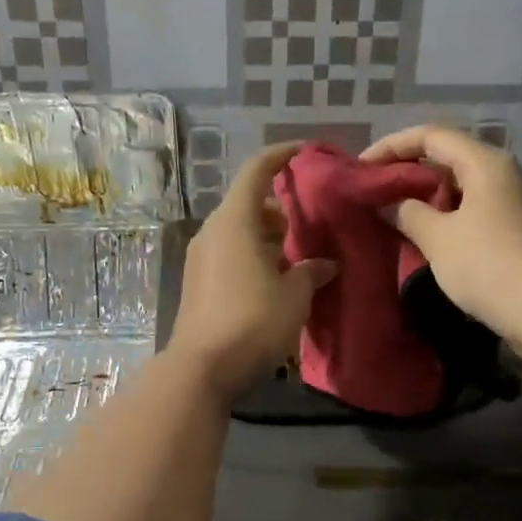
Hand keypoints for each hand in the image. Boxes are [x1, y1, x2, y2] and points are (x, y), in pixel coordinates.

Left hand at [168, 142, 336, 401]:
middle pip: (248, 204)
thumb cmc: (253, 322)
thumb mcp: (294, 296)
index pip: (256, 171)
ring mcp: (200, 257)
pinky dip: (252, 254)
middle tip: (309, 223)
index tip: (303, 152)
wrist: (201, 368)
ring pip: (238, 231)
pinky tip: (275, 280)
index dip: (280, 156)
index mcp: (235, 221)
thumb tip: (325, 262)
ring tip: (296, 256)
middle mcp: (213, 231)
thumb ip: (311, 271)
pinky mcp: (197, 282)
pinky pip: (229, 253)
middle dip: (279, 209)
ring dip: (266, 236)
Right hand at [362, 124, 521, 352]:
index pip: (431, 136)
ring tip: (390, 217)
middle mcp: (501, 174)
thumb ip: (407, 213)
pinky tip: (421, 239)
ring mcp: (510, 203)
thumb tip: (388, 203)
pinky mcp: (513, 231)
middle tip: (372, 193)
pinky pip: (469, 212)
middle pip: (446, 158)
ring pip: (457, 188)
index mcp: (484, 163)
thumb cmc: (490, 266)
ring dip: (423, 199)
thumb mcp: (439, 238)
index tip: (361, 168)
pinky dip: (442, 219)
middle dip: (406, 172)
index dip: (392, 146)